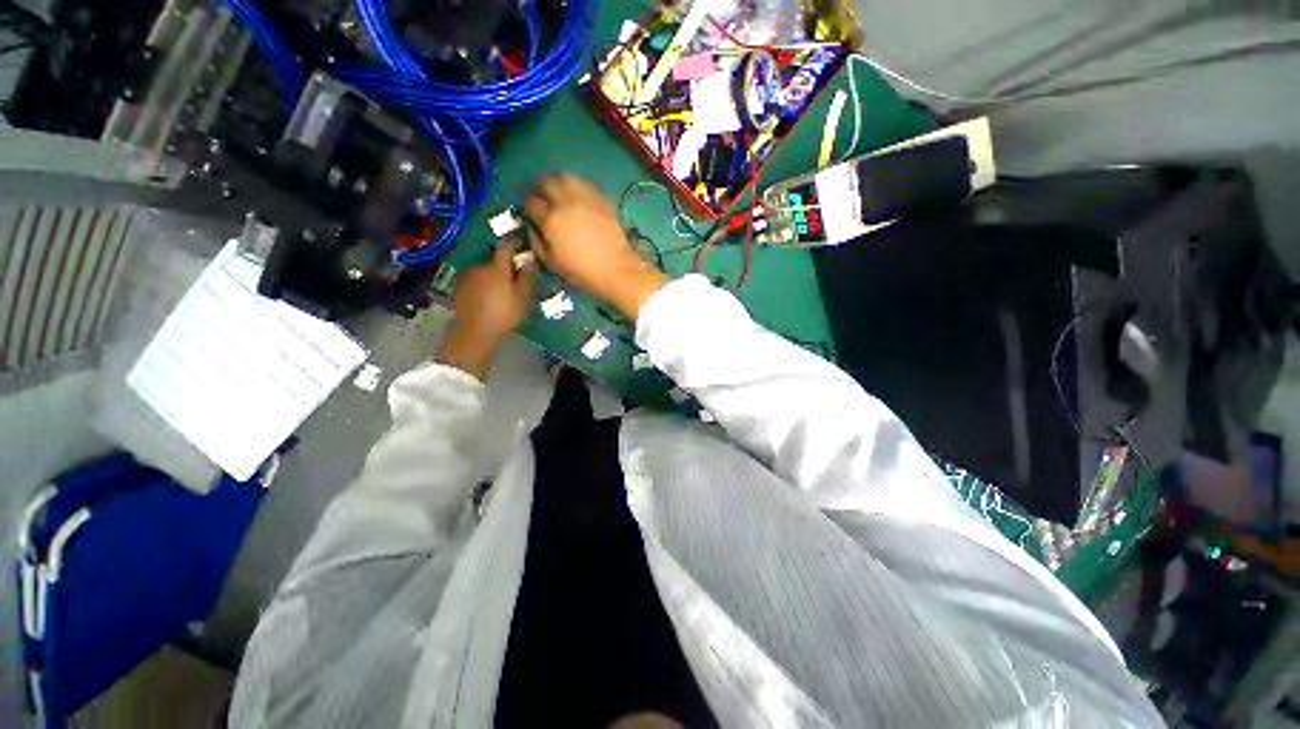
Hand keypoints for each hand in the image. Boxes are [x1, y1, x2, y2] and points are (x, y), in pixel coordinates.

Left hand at [436, 243, 535, 378]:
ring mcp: (467, 276)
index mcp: (496, 267)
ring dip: (494, 274)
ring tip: (504, 287)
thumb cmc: (504, 314)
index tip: (523, 244)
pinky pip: (477, 279)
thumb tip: (530, 259)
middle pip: (495, 259)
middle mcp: (479, 266)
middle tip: (517, 274)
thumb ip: (526, 277)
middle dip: (506, 264)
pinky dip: (485, 282)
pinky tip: (490, 295)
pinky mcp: (460, 286)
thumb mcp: (522, 297)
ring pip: (485, 269)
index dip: (515, 243)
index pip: (506, 246)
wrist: (475, 332)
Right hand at [525, 174, 667, 319]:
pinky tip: (578, 194)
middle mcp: (565, 202)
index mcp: (550, 219)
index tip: (531, 210)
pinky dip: (577, 185)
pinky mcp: (602, 199)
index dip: (528, 205)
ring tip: (558, 189)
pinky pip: (585, 184)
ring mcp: (585, 198)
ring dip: (558, 180)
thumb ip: (537, 242)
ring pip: (566, 177)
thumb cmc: (582, 271)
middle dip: (540, 187)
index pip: (531, 202)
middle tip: (541, 194)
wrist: (616, 268)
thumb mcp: (552, 263)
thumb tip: (531, 226)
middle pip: (546, 182)